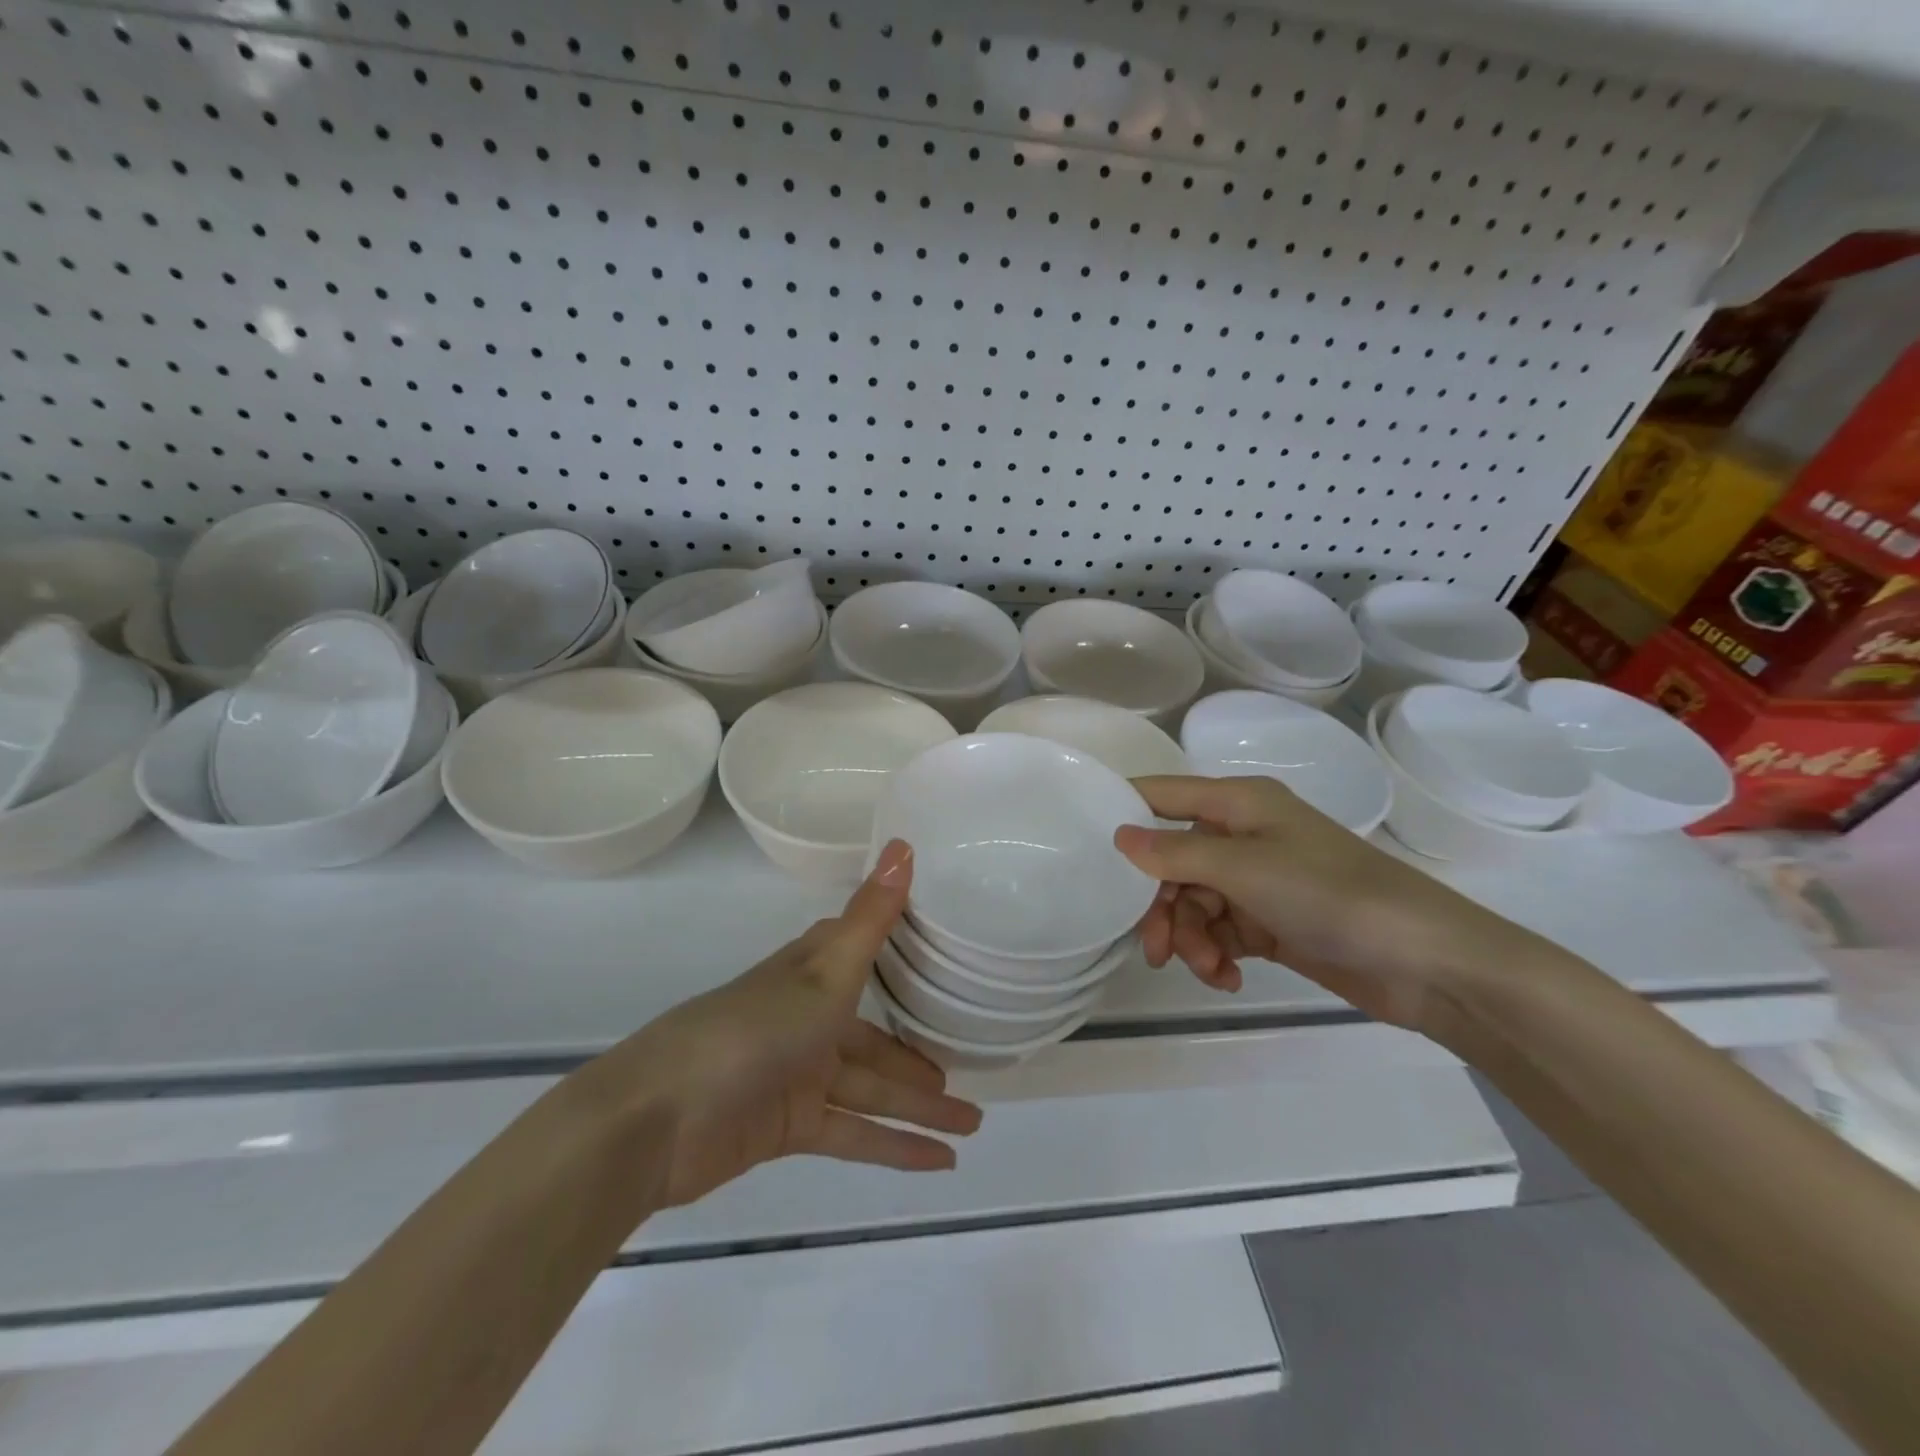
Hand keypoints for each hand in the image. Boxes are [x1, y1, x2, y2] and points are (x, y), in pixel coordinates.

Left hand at [608, 840, 982, 1206]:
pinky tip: (937, 1163)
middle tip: (971, 1072)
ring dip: (919, 1107)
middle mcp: (809, 1019)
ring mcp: (798, 1074)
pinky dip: (893, 1146)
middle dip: (921, 1057)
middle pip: (877, 1038)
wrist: (658, 1117)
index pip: (866, 954)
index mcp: (814, 975)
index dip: (904, 955)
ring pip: (872, 1089)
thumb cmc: (752, 1030)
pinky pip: (854, 1133)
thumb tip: (905, 843)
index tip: (948, 957)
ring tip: (972, 1125)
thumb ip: (872, 917)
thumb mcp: (825, 972)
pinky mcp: (789, 1126)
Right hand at [1114, 776, 1531, 1034]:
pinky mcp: (1271, 921)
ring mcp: (1257, 880)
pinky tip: (1229, 979)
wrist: (1425, 962)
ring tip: (1210, 970)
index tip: (1085, 850)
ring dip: (1192, 939)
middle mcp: (1243, 834)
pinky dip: (1217, 955)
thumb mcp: (1245, 869)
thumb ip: (1176, 854)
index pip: (1161, 795)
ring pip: (1193, 902)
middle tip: (1154, 950)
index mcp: (1237, 803)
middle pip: (1172, 861)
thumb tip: (1118, 835)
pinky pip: (1221, 931)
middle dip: (1161, 905)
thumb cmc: (1331, 894)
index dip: (1122, 814)